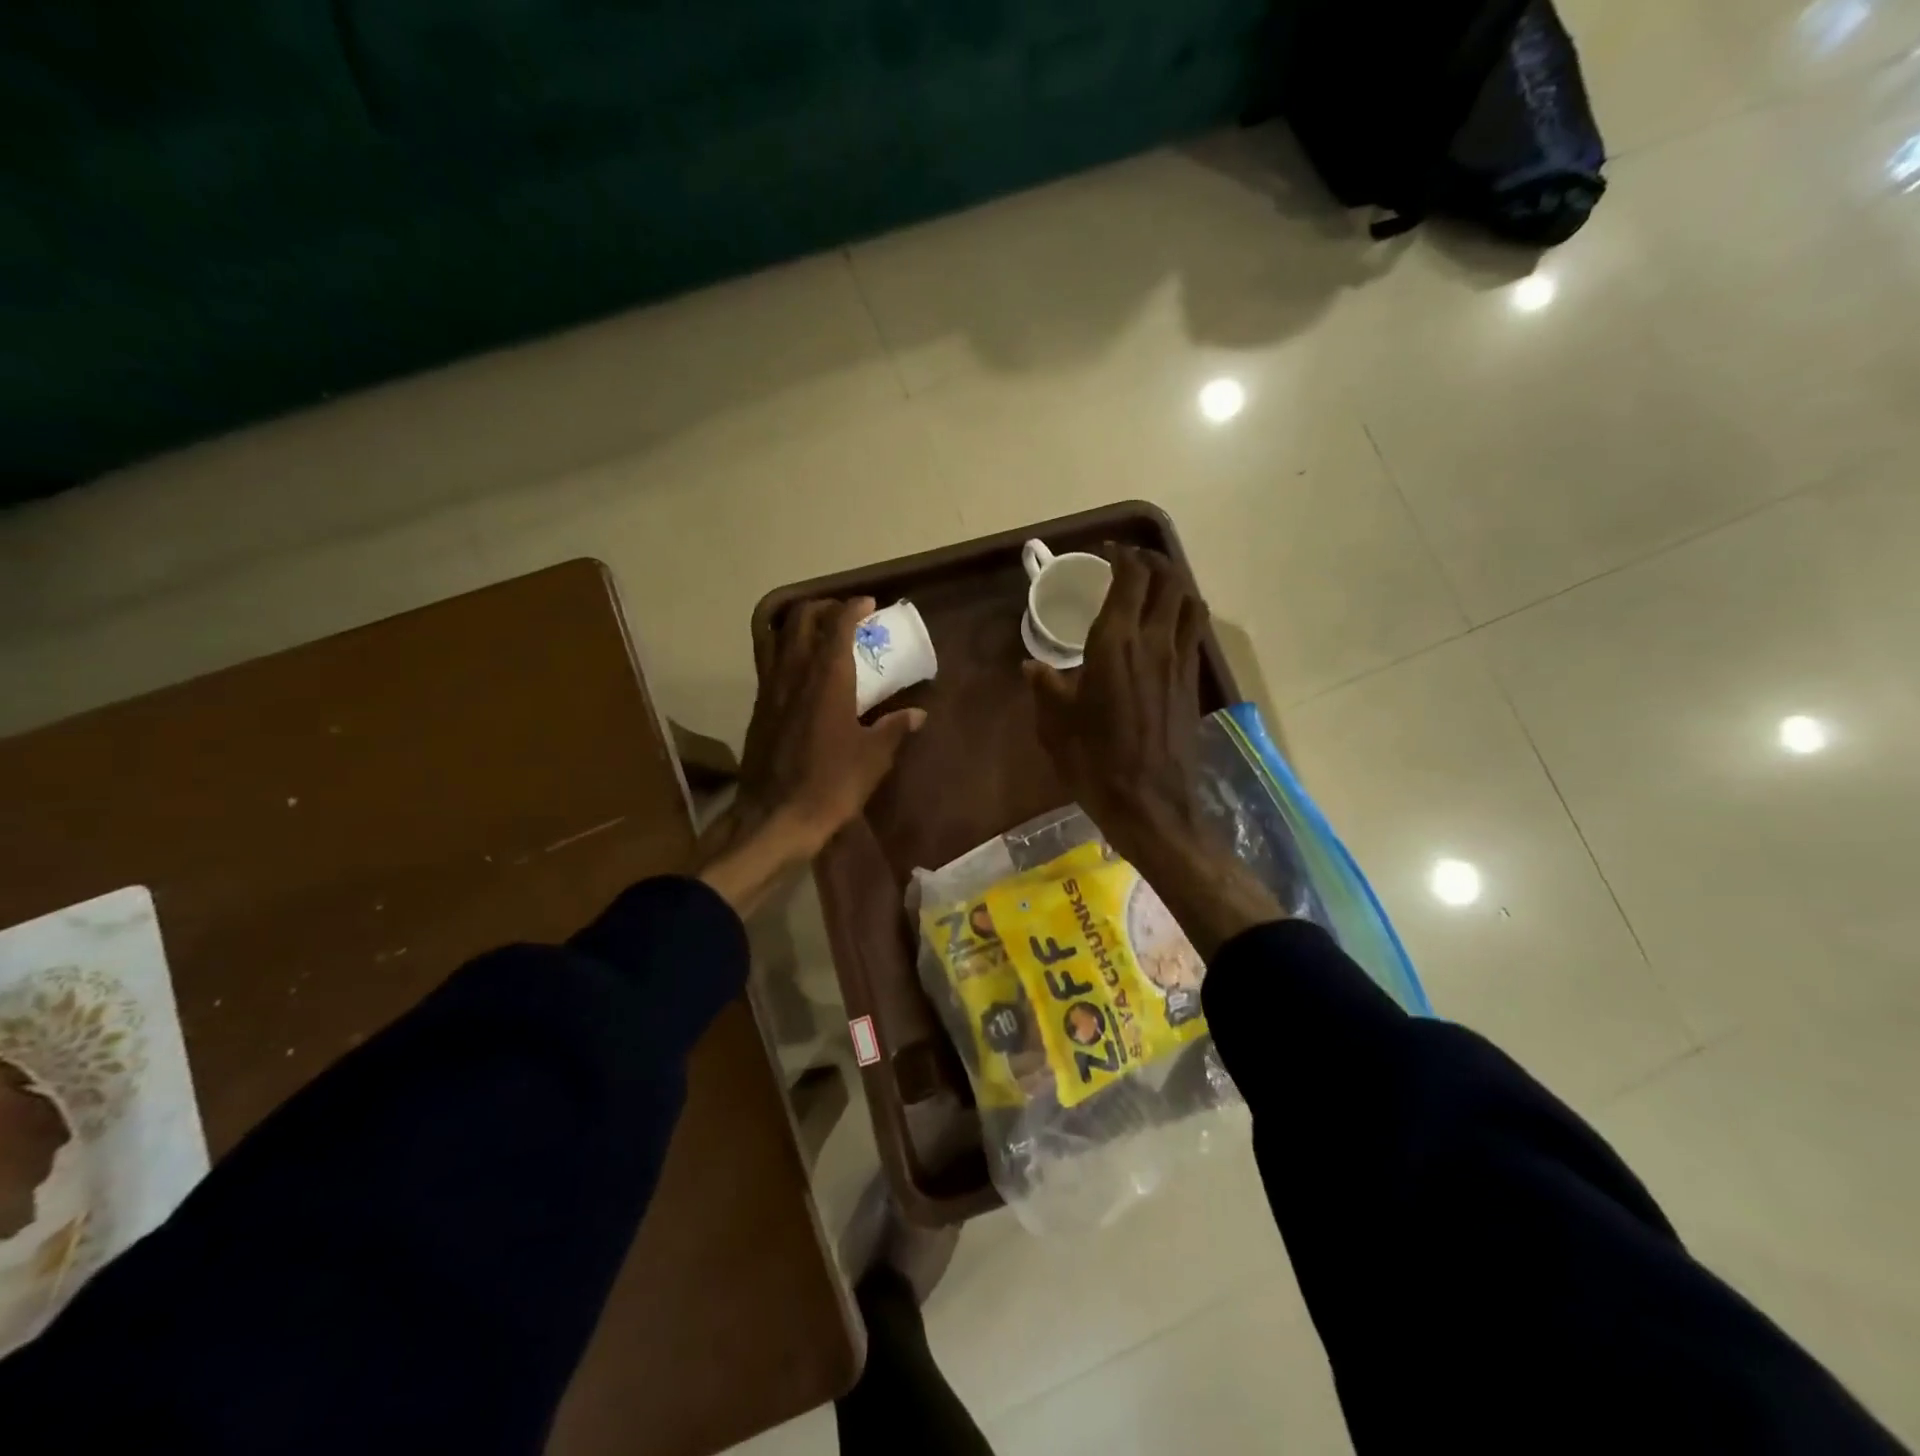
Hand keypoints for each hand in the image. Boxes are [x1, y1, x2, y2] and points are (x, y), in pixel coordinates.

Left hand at [700, 596, 924, 914]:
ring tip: (819, 631)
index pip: (837, 626)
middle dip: (824, 607)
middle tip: (845, 616)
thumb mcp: (873, 758)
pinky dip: (784, 648)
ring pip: (778, 636)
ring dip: (799, 624)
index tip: (869, 604)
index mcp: (827, 679)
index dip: (853, 608)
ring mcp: (770, 688)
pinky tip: (799, 668)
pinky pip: (768, 660)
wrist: (775, 816)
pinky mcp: (758, 706)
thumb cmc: (831, 784)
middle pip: (802, 620)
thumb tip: (917, 714)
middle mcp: (794, 673)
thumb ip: (894, 729)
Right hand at [1023, 546, 1211, 857]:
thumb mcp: (1057, 726)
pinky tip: (1166, 627)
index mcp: (1115, 645)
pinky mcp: (1192, 682)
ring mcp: (1179, 662)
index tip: (1107, 551)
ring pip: (1189, 602)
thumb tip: (1033, 667)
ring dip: (1174, 584)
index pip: (1130, 579)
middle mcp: (1153, 643)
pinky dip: (1183, 614)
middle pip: (1168, 580)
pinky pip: (1194, 632)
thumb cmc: (1095, 763)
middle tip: (1131, 563)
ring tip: (1155, 586)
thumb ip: (1046, 688)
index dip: (1122, 556)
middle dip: (1152, 561)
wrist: (1150, 804)